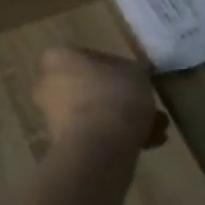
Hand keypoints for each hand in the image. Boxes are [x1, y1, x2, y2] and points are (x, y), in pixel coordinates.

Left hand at [31, 47, 166, 151]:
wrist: (97, 148)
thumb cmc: (114, 97)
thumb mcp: (137, 74)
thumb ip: (138, 69)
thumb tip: (139, 70)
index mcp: (58, 58)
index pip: (92, 56)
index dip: (120, 69)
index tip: (139, 81)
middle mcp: (48, 83)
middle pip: (93, 88)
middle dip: (123, 100)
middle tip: (149, 108)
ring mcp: (52, 115)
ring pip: (94, 113)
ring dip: (124, 121)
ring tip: (156, 131)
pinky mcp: (61, 143)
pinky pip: (92, 134)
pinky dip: (116, 138)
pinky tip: (147, 146)